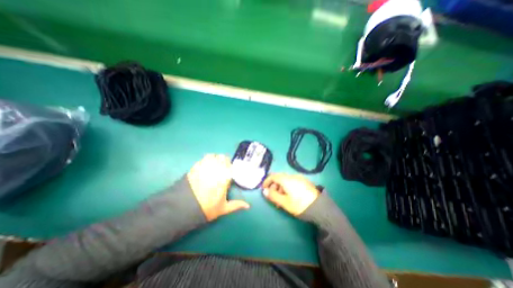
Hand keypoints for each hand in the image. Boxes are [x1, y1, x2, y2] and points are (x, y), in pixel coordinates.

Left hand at [187, 154, 250, 220]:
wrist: (183, 209)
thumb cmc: (206, 208)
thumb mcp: (223, 208)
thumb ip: (236, 205)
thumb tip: (248, 206)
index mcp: (224, 178)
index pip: (230, 166)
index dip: (230, 167)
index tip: (230, 170)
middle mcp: (215, 170)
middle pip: (222, 158)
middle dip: (224, 161)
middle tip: (223, 167)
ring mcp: (204, 167)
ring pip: (213, 156)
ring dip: (216, 158)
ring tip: (215, 164)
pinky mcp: (195, 167)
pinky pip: (203, 158)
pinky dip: (207, 159)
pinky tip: (206, 165)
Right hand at [262, 174, 318, 216]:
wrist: (320, 208)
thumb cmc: (300, 205)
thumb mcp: (284, 202)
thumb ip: (273, 196)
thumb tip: (264, 191)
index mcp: (287, 179)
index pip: (273, 176)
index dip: (267, 181)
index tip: (263, 188)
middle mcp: (293, 176)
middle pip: (279, 177)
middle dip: (274, 185)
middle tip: (272, 196)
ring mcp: (299, 178)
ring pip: (286, 180)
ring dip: (280, 187)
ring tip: (281, 198)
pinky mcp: (304, 181)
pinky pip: (292, 181)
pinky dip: (287, 186)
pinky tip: (289, 195)